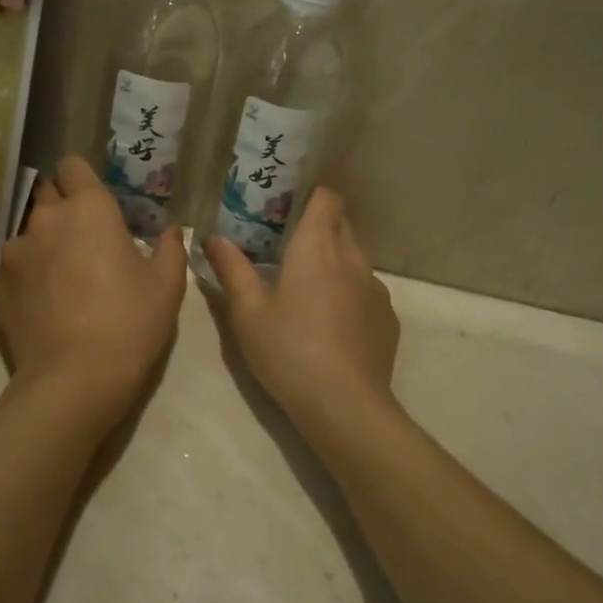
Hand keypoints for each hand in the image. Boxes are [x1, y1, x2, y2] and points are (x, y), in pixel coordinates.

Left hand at [0, 156, 186, 431]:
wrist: (75, 381)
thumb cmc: (130, 322)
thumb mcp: (167, 285)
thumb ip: (170, 248)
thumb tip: (170, 231)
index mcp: (88, 209)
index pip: (72, 165)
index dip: (83, 179)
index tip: (96, 200)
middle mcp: (44, 219)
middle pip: (47, 194)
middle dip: (64, 209)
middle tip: (86, 240)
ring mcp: (13, 253)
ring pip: (29, 234)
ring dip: (45, 245)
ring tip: (63, 280)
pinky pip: (13, 270)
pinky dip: (28, 279)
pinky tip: (44, 307)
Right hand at [207, 190, 400, 443]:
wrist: (345, 406)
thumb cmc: (289, 351)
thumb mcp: (248, 313)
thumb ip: (232, 270)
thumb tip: (215, 238)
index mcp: (317, 247)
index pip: (326, 198)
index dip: (309, 197)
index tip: (286, 209)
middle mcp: (352, 257)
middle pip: (341, 225)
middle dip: (318, 228)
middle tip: (287, 248)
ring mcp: (375, 288)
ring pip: (355, 259)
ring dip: (334, 263)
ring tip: (308, 289)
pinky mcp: (387, 317)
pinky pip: (367, 290)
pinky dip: (350, 294)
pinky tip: (333, 324)